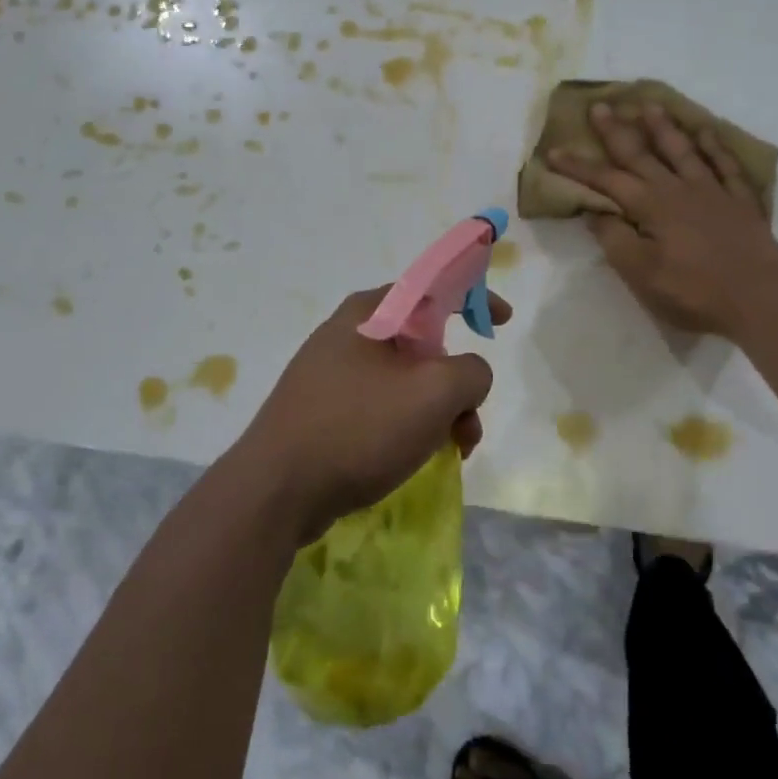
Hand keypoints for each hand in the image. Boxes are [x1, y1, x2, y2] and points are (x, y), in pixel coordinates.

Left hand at [234, 286, 511, 544]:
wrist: (275, 492)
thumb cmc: (359, 428)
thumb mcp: (435, 393)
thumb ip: (472, 371)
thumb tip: (468, 375)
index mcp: (370, 312)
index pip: (433, 286)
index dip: (474, 297)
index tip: (502, 322)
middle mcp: (347, 334)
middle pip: (423, 343)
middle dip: (456, 382)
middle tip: (469, 420)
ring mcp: (329, 374)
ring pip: (404, 381)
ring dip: (437, 411)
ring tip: (452, 451)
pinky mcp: (321, 410)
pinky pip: (379, 406)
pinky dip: (407, 426)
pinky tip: (413, 459)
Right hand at [549, 101, 777, 338]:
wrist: (760, 297)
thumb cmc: (694, 292)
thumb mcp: (641, 275)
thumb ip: (615, 240)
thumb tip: (595, 212)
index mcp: (650, 207)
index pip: (606, 181)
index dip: (579, 167)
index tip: (554, 151)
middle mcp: (677, 189)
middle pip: (641, 154)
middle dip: (617, 131)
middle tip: (601, 106)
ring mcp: (712, 191)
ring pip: (682, 150)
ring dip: (663, 128)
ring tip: (649, 106)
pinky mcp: (740, 200)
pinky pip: (725, 164)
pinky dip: (714, 145)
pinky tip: (705, 131)